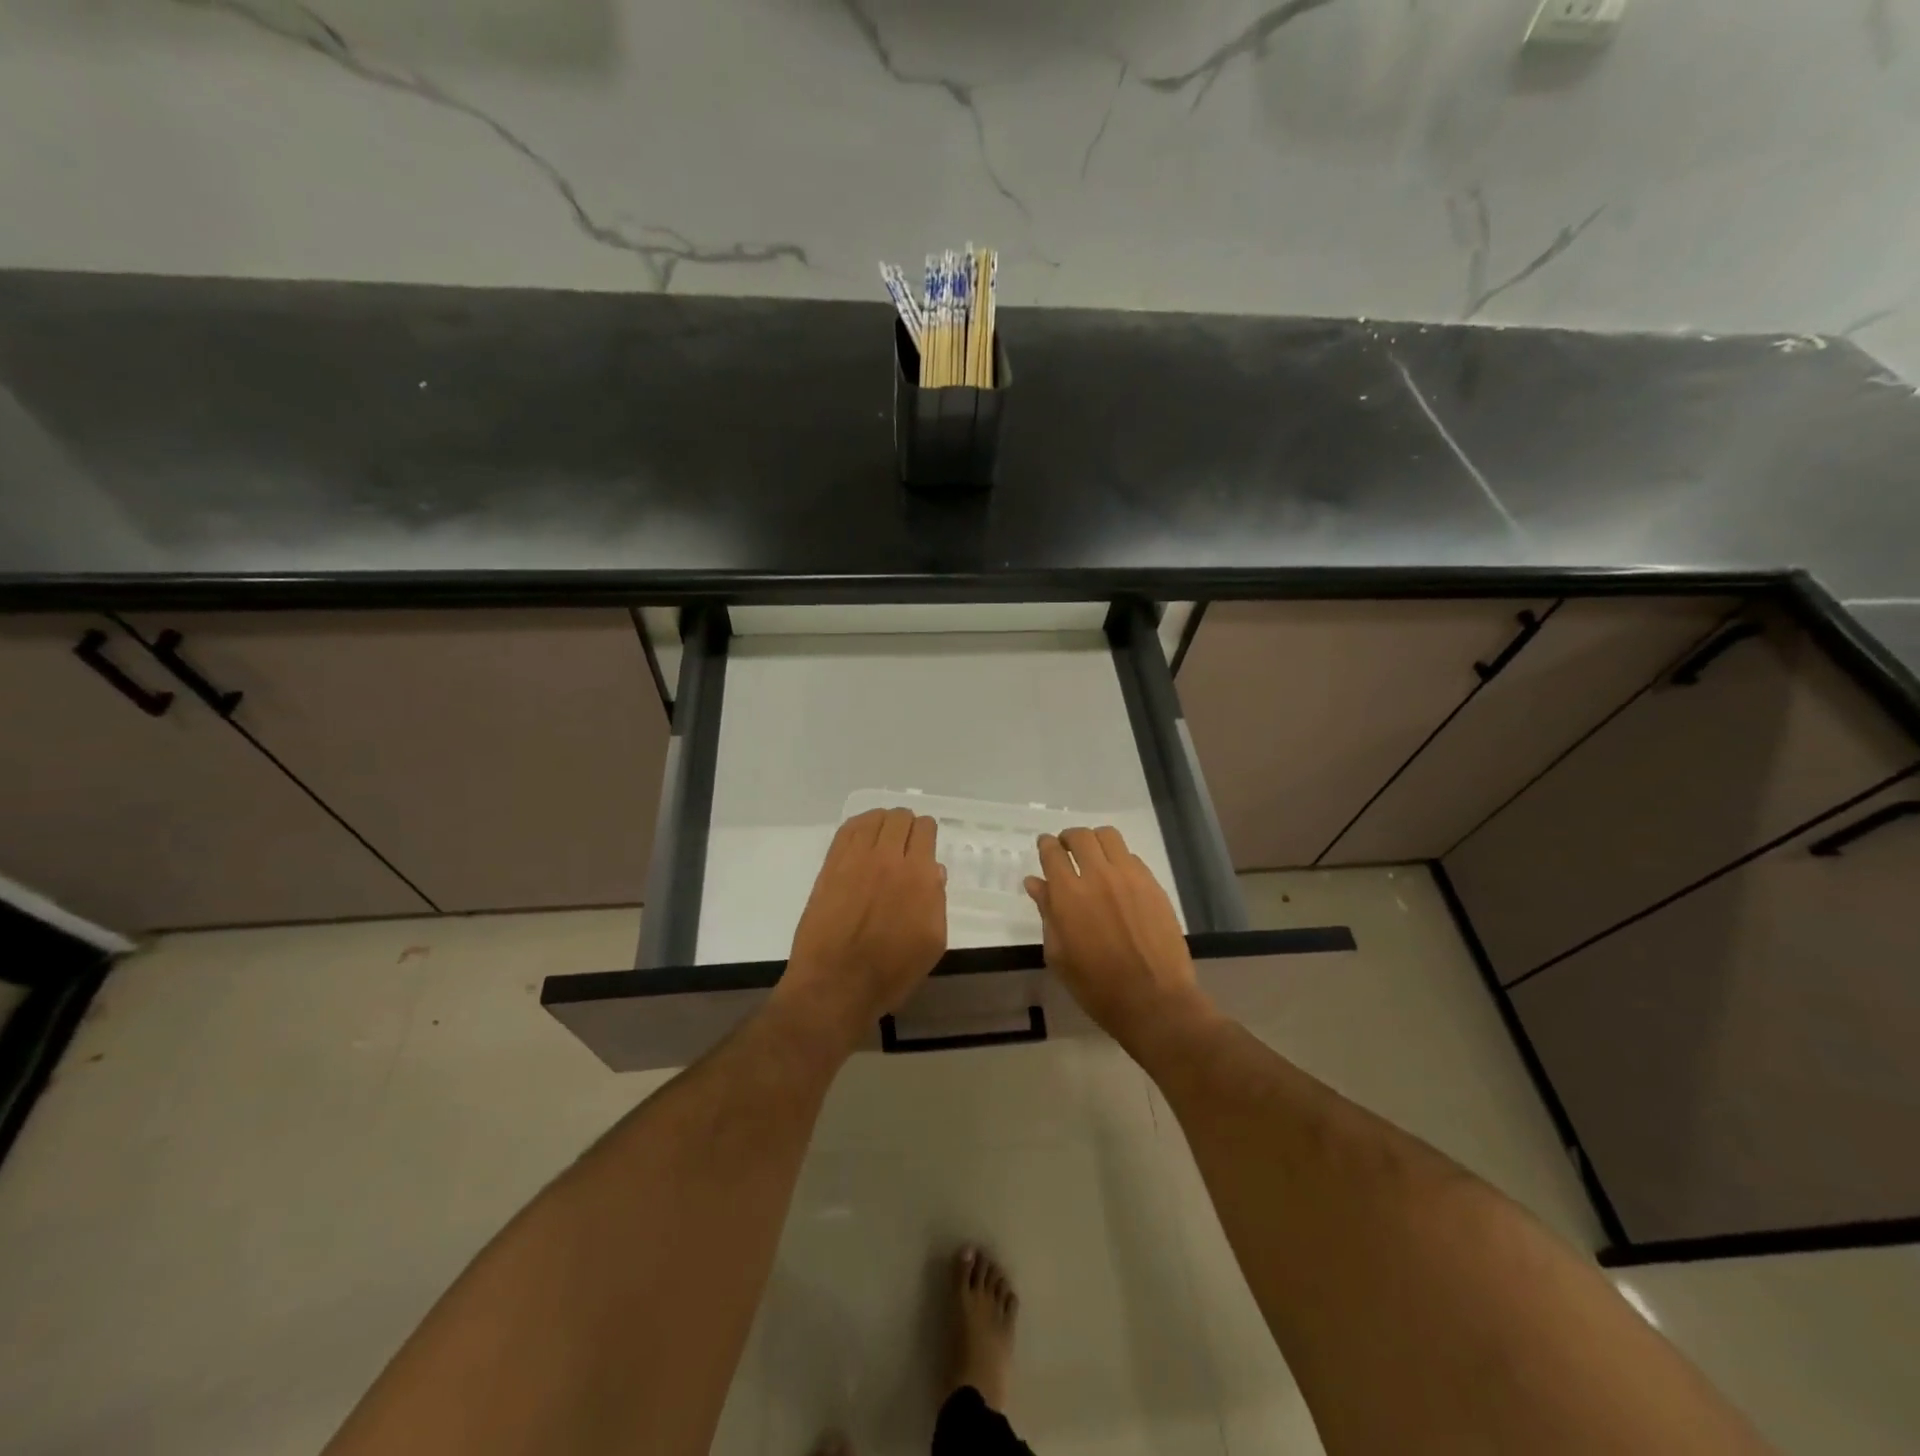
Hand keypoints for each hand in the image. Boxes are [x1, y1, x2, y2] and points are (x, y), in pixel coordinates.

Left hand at [776, 808, 947, 1048]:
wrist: (835, 985)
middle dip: (907, 825)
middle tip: (906, 842)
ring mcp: (855, 859)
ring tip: (884, 837)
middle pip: (900, 818)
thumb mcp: (932, 943)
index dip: (927, 833)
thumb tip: (934, 871)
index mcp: (919, 876)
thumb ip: (937, 901)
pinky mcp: (830, 866)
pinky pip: (847, 830)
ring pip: (873, 818)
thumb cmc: (891, 972)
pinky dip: (859, 826)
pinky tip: (862, 836)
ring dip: (883, 822)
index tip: (925, 845)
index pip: (925, 830)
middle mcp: (888, 859)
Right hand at [1024, 826, 1208, 1044]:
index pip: (1052, 852)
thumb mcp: (1059, 954)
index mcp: (1068, 894)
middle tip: (1066, 850)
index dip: (1046, 845)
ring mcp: (1129, 877)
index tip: (1045, 846)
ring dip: (1095, 841)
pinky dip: (1118, 859)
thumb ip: (1047, 912)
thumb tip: (1035, 883)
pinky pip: (1131, 857)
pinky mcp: (1152, 884)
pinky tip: (1117, 878)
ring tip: (1093, 857)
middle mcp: (1098, 876)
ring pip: (1108, 836)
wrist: (1153, 1000)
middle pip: (1080, 836)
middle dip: (1068, 838)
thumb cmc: (1096, 986)